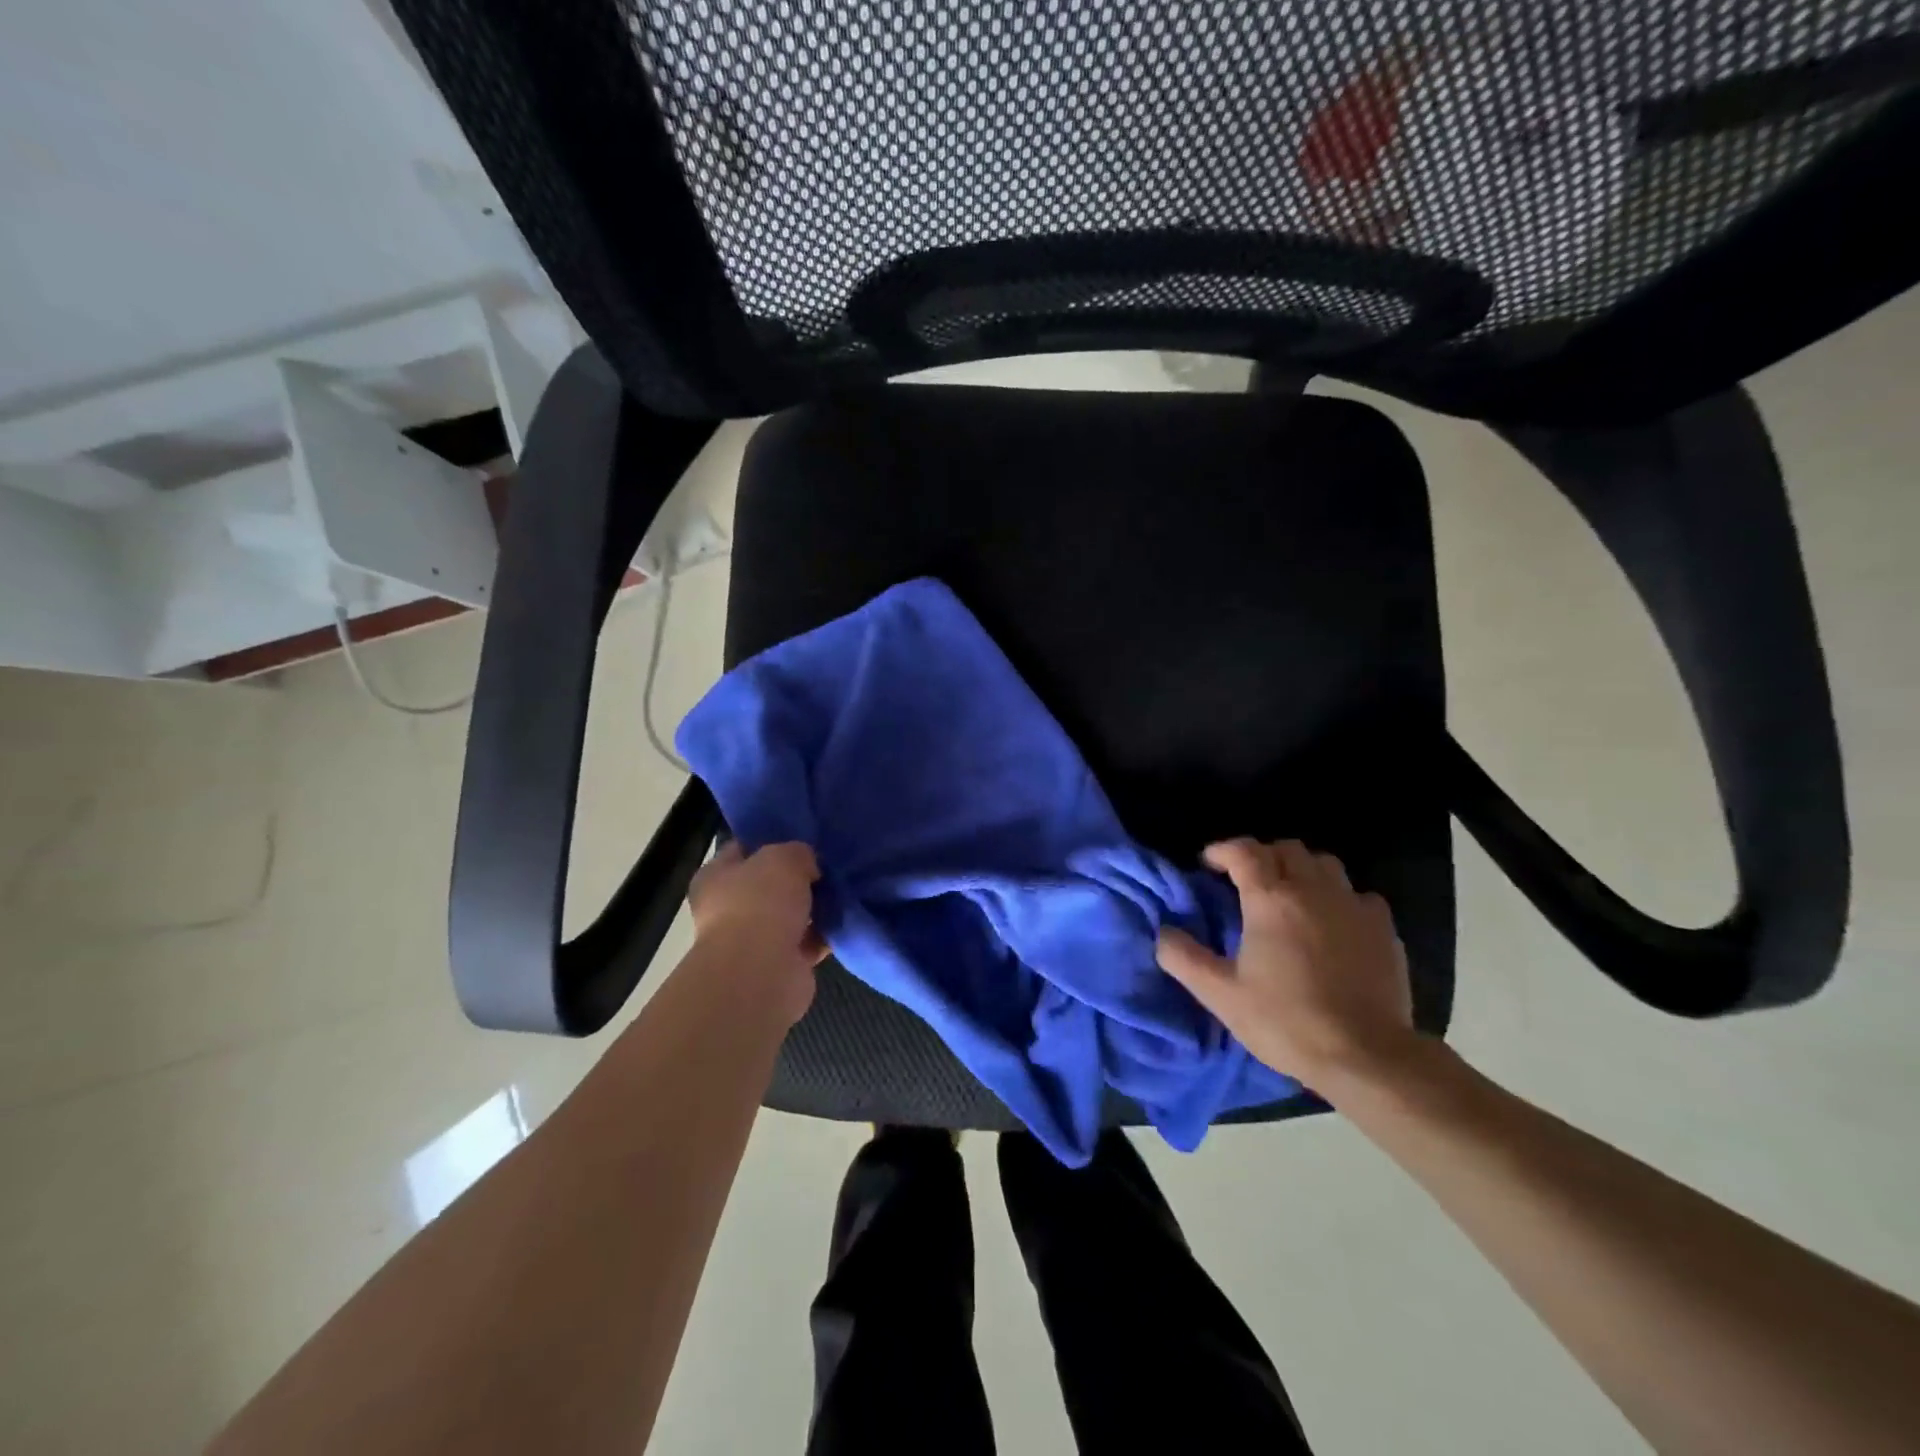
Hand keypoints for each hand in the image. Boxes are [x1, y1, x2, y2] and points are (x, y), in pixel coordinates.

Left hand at [687, 842, 827, 1024]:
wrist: (761, 973)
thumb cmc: (760, 903)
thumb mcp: (783, 857)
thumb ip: (797, 852)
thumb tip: (809, 865)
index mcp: (715, 878)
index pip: (742, 849)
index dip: (771, 840)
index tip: (803, 836)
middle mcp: (729, 909)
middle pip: (770, 884)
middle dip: (800, 876)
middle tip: (830, 862)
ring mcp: (754, 940)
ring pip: (792, 914)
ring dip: (815, 906)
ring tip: (845, 888)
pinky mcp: (780, 965)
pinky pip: (808, 941)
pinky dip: (826, 933)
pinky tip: (848, 917)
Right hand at [1156, 838, 1416, 1092]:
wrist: (1367, 1057)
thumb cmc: (1286, 1022)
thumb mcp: (1221, 995)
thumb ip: (1184, 958)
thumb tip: (1163, 933)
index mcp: (1270, 899)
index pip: (1244, 851)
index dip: (1222, 850)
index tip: (1208, 864)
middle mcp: (1313, 890)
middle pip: (1286, 849)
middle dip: (1262, 856)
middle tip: (1246, 880)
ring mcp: (1354, 906)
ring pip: (1325, 864)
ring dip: (1302, 870)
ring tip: (1291, 895)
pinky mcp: (1384, 929)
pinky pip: (1359, 895)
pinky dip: (1340, 898)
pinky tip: (1334, 922)